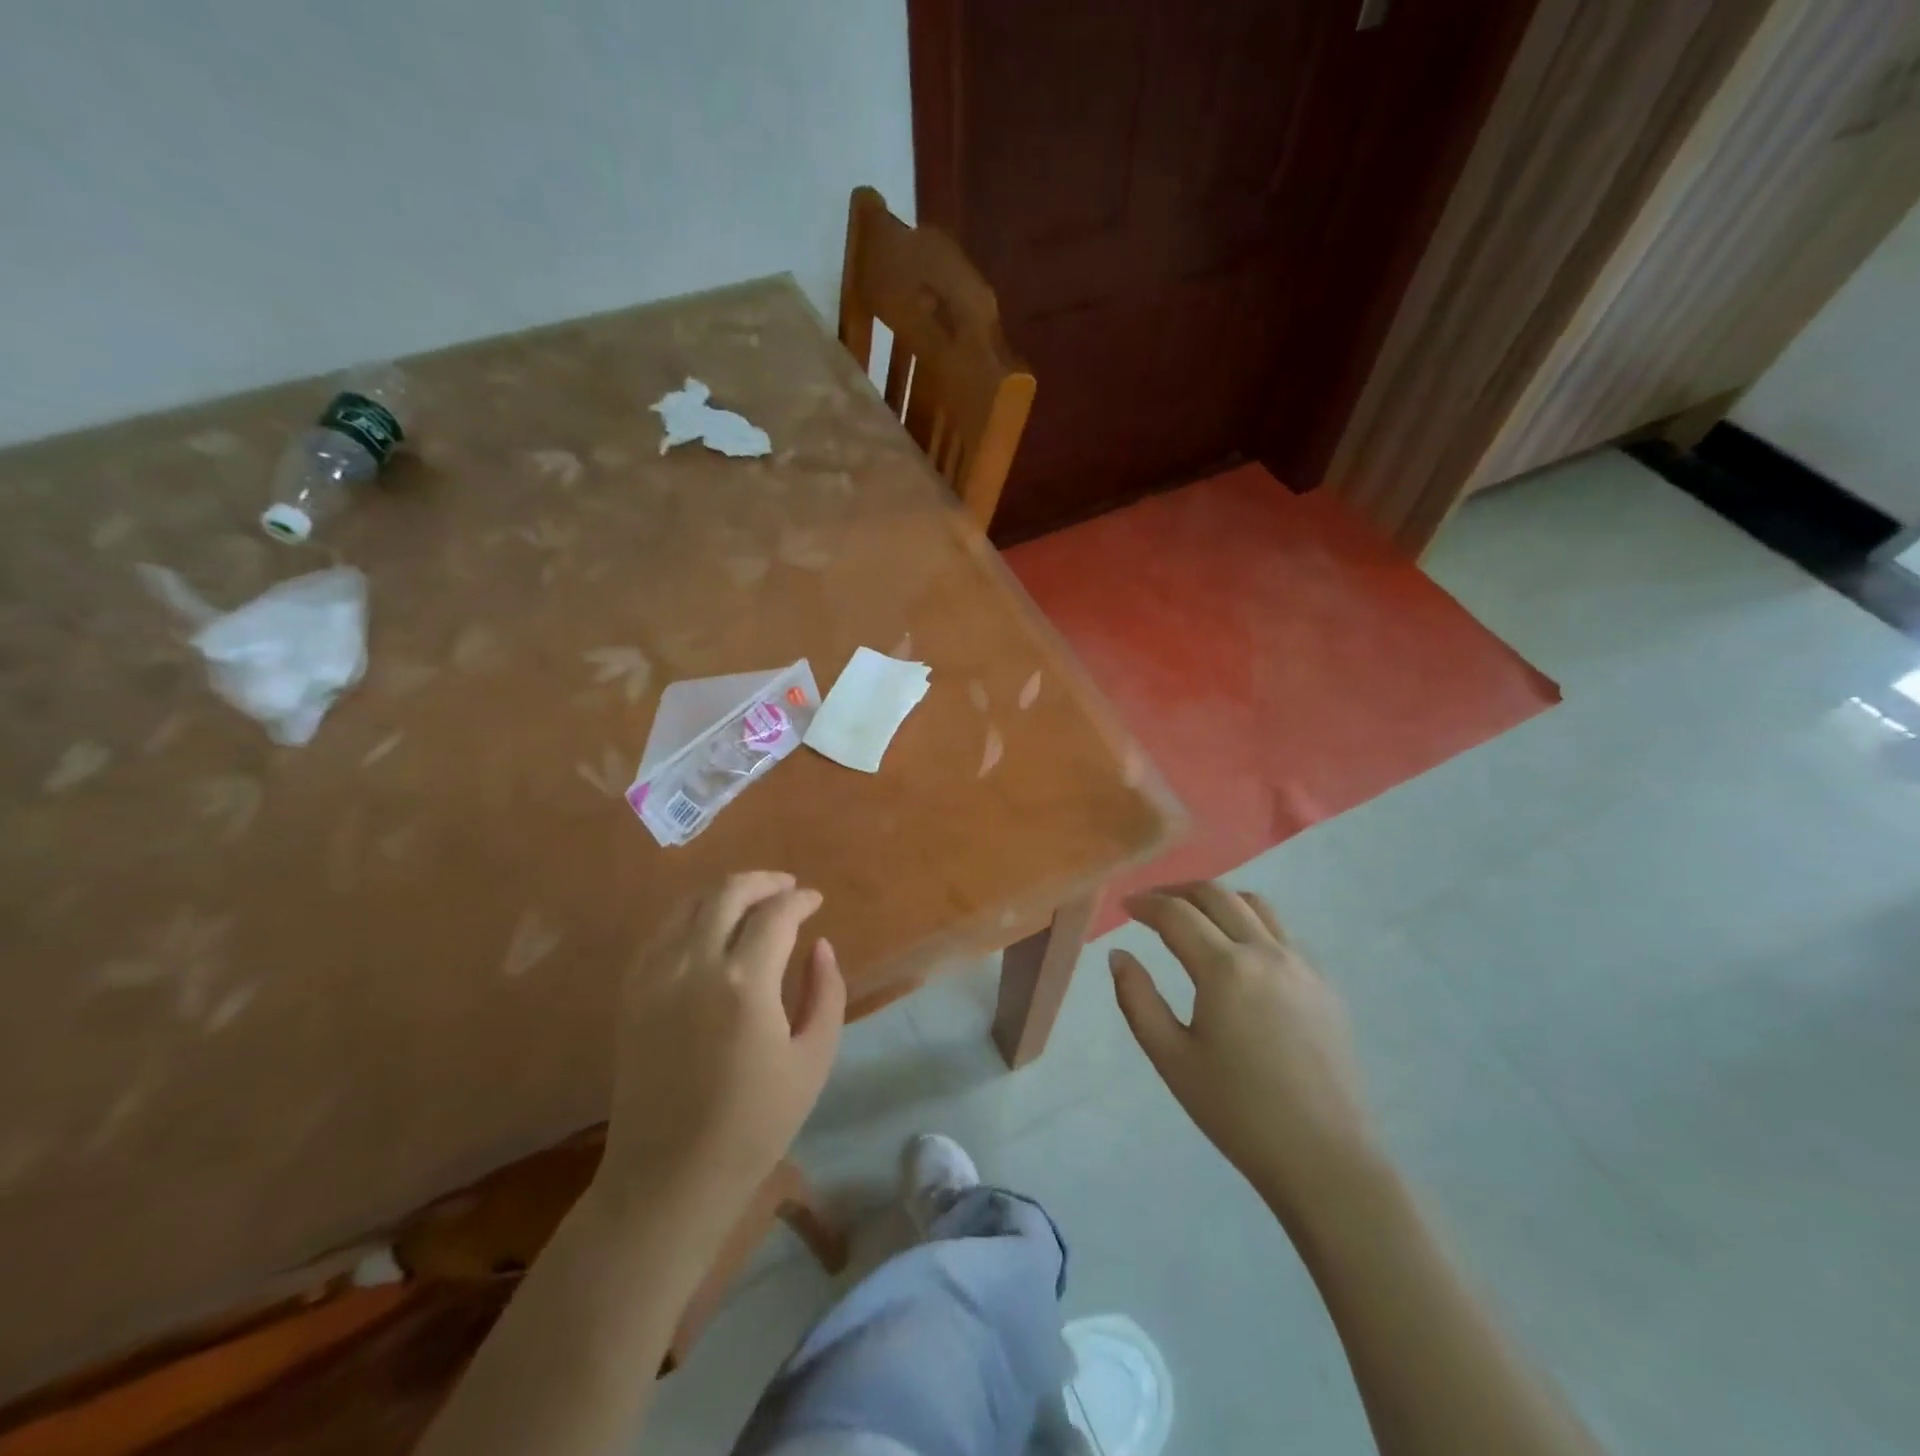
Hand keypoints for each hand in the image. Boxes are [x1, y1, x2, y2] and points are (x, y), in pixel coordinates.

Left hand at [600, 872, 844, 1209]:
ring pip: (688, 905)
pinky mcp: (631, 994)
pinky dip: (690, 916)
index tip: (816, 901)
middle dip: (763, 882)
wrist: (669, 1177)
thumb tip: (820, 945)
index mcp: (745, 984)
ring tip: (752, 900)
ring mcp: (655, 978)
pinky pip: (661, 932)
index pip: (776, 914)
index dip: (801, 900)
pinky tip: (709, 929)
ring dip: (725, 892)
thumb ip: (825, 991)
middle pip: (727, 894)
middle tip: (787, 888)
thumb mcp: (814, 1059)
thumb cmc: (755, 1124)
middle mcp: (694, 966)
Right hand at [1111, 882, 1380, 1221]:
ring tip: (1195, 914)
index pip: (1176, 914)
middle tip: (1152, 903)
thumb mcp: (1171, 1058)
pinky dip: (1251, 922)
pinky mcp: (1325, 985)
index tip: (1125, 906)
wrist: (1325, 1159)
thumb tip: (1119, 955)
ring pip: (1256, 905)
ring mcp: (1302, 965)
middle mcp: (1265, 952)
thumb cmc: (1237, 1112)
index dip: (1145, 904)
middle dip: (1178, 890)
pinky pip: (1283, 933)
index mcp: (1224, 969)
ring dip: (1218, 899)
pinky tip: (1240, 951)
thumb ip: (1137, 999)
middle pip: (1217, 895)